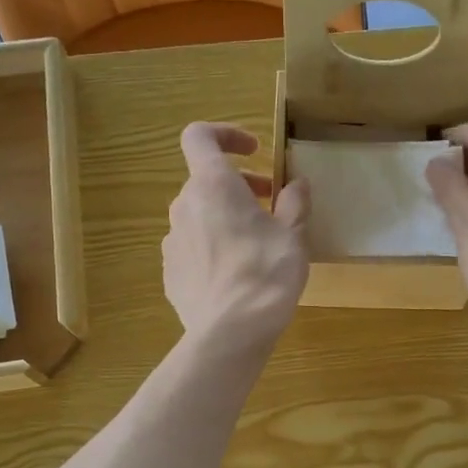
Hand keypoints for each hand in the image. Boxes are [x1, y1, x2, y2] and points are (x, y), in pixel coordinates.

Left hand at [163, 123, 309, 350]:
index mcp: (213, 185)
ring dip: (225, 219)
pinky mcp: (170, 273)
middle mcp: (184, 206)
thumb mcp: (293, 236)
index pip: (200, 136)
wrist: (230, 332)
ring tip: (256, 246)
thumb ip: (294, 204)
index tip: (254, 151)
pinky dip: (213, 249)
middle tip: (270, 206)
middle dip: (238, 187)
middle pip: (205, 181)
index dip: (225, 134)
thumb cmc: (266, 274)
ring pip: (199, 217)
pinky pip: (192, 249)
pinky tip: (236, 277)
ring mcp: (172, 242)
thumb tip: (297, 186)